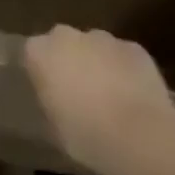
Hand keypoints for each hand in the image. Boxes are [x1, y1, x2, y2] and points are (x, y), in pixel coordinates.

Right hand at [24, 24, 174, 174]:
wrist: (141, 137)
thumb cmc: (86, 135)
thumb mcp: (54, 124)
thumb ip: (51, 100)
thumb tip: (57, 99)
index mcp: (38, 52)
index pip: (33, 53)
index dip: (43, 72)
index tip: (51, 91)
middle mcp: (66, 37)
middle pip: (64, 42)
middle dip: (70, 59)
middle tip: (79, 90)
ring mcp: (103, 39)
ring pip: (96, 47)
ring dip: (99, 62)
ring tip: (110, 94)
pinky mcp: (135, 48)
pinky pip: (124, 56)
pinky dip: (126, 69)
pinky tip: (134, 94)